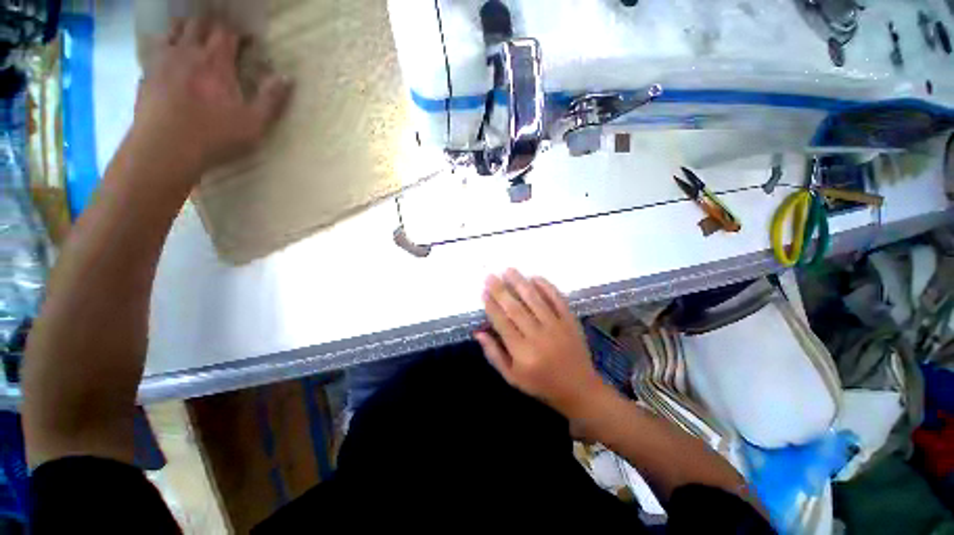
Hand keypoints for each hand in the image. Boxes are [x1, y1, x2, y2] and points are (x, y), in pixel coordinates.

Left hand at [133, 18, 291, 179]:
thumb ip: (271, 99)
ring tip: (194, 39)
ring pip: (173, 31)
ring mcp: (163, 62)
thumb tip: (287, 78)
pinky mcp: (147, 75)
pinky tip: (170, 60)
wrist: (165, 149)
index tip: (246, 40)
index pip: (226, 32)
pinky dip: (165, 49)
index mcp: (215, 62)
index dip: (237, 32)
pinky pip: (155, 51)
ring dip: (185, 30)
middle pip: (197, 24)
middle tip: (220, 36)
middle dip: (210, 25)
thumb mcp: (254, 123)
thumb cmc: (214, 136)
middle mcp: (187, 53)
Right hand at [475, 269, 607, 417]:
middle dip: (501, 290)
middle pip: (516, 308)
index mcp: (522, 353)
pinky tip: (535, 277)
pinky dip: (546, 287)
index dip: (491, 305)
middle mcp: (538, 337)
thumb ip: (494, 354)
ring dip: (520, 283)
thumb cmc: (541, 385)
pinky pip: (557, 300)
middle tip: (491, 276)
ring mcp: (556, 327)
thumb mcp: (512, 377)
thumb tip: (478, 332)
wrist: (579, 389)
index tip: (484, 291)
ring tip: (509, 270)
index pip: (502, 323)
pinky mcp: (570, 321)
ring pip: (535, 300)